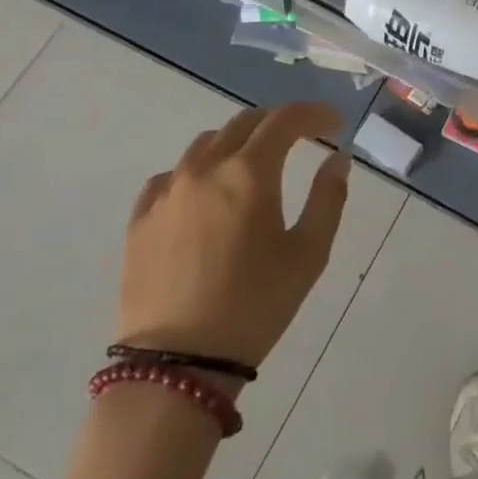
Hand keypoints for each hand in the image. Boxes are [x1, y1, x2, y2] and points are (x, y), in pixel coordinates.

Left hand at [117, 102, 349, 369]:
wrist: (177, 364)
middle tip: (303, 139)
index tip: (335, 124)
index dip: (315, 113)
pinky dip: (198, 171)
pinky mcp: (140, 220)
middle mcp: (205, 168)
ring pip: (206, 144)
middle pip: (245, 122)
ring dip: (238, 142)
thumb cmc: (255, 306)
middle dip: (279, 123)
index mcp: (249, 172)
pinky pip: (171, 176)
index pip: (286, 119)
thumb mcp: (309, 254)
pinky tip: (207, 195)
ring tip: (255, 165)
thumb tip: (337, 159)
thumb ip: (329, 197)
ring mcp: (167, 192)